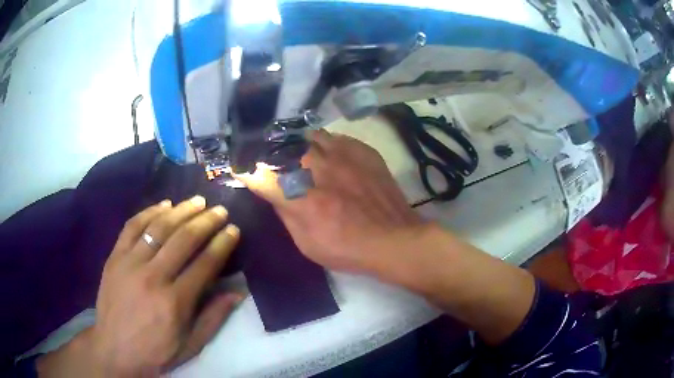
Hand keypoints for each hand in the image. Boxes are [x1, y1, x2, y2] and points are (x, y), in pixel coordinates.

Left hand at [38, 197, 241, 376]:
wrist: (114, 349)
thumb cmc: (156, 351)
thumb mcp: (191, 345)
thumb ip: (214, 318)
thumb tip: (237, 292)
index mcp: (175, 302)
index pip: (205, 264)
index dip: (222, 244)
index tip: (233, 230)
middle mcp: (153, 277)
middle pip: (183, 240)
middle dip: (206, 221)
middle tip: (220, 210)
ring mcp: (130, 263)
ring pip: (158, 228)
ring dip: (181, 210)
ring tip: (197, 201)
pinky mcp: (115, 257)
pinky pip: (132, 226)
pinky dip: (149, 212)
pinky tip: (164, 204)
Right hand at [236, 130, 424, 273]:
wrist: (393, 239)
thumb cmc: (347, 249)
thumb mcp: (306, 243)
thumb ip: (286, 213)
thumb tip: (273, 193)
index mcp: (300, 197)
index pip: (260, 174)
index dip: (246, 170)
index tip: (240, 169)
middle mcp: (318, 168)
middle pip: (282, 145)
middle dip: (270, 150)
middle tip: (268, 156)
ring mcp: (343, 155)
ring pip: (308, 134)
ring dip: (297, 143)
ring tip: (296, 152)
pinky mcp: (363, 151)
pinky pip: (335, 137)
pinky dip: (325, 144)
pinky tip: (328, 155)